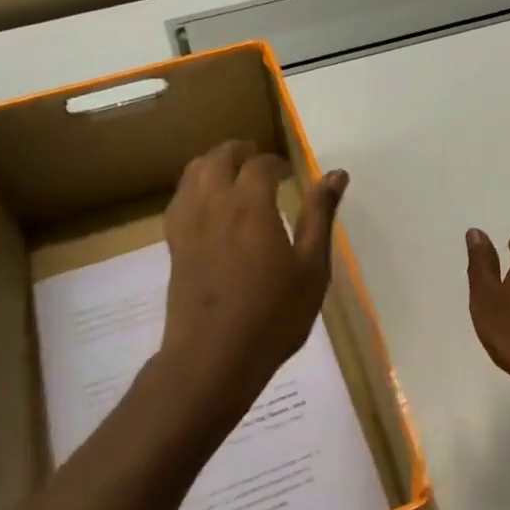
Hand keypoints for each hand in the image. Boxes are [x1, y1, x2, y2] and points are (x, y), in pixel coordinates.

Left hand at [160, 140, 347, 417]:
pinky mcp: (173, 244)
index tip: (288, 172)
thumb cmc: (274, 315)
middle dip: (241, 152)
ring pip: (194, 172)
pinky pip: (180, 198)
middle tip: (260, 161)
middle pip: (220, 158)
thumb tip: (336, 175)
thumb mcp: (311, 268)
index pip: (260, 164)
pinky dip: (195, 186)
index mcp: (250, 205)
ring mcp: (188, 223)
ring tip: (233, 173)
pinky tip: (208, 203)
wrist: (214, 357)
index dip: (276, 163)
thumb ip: (320, 216)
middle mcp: (214, 204)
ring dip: (214, 163)